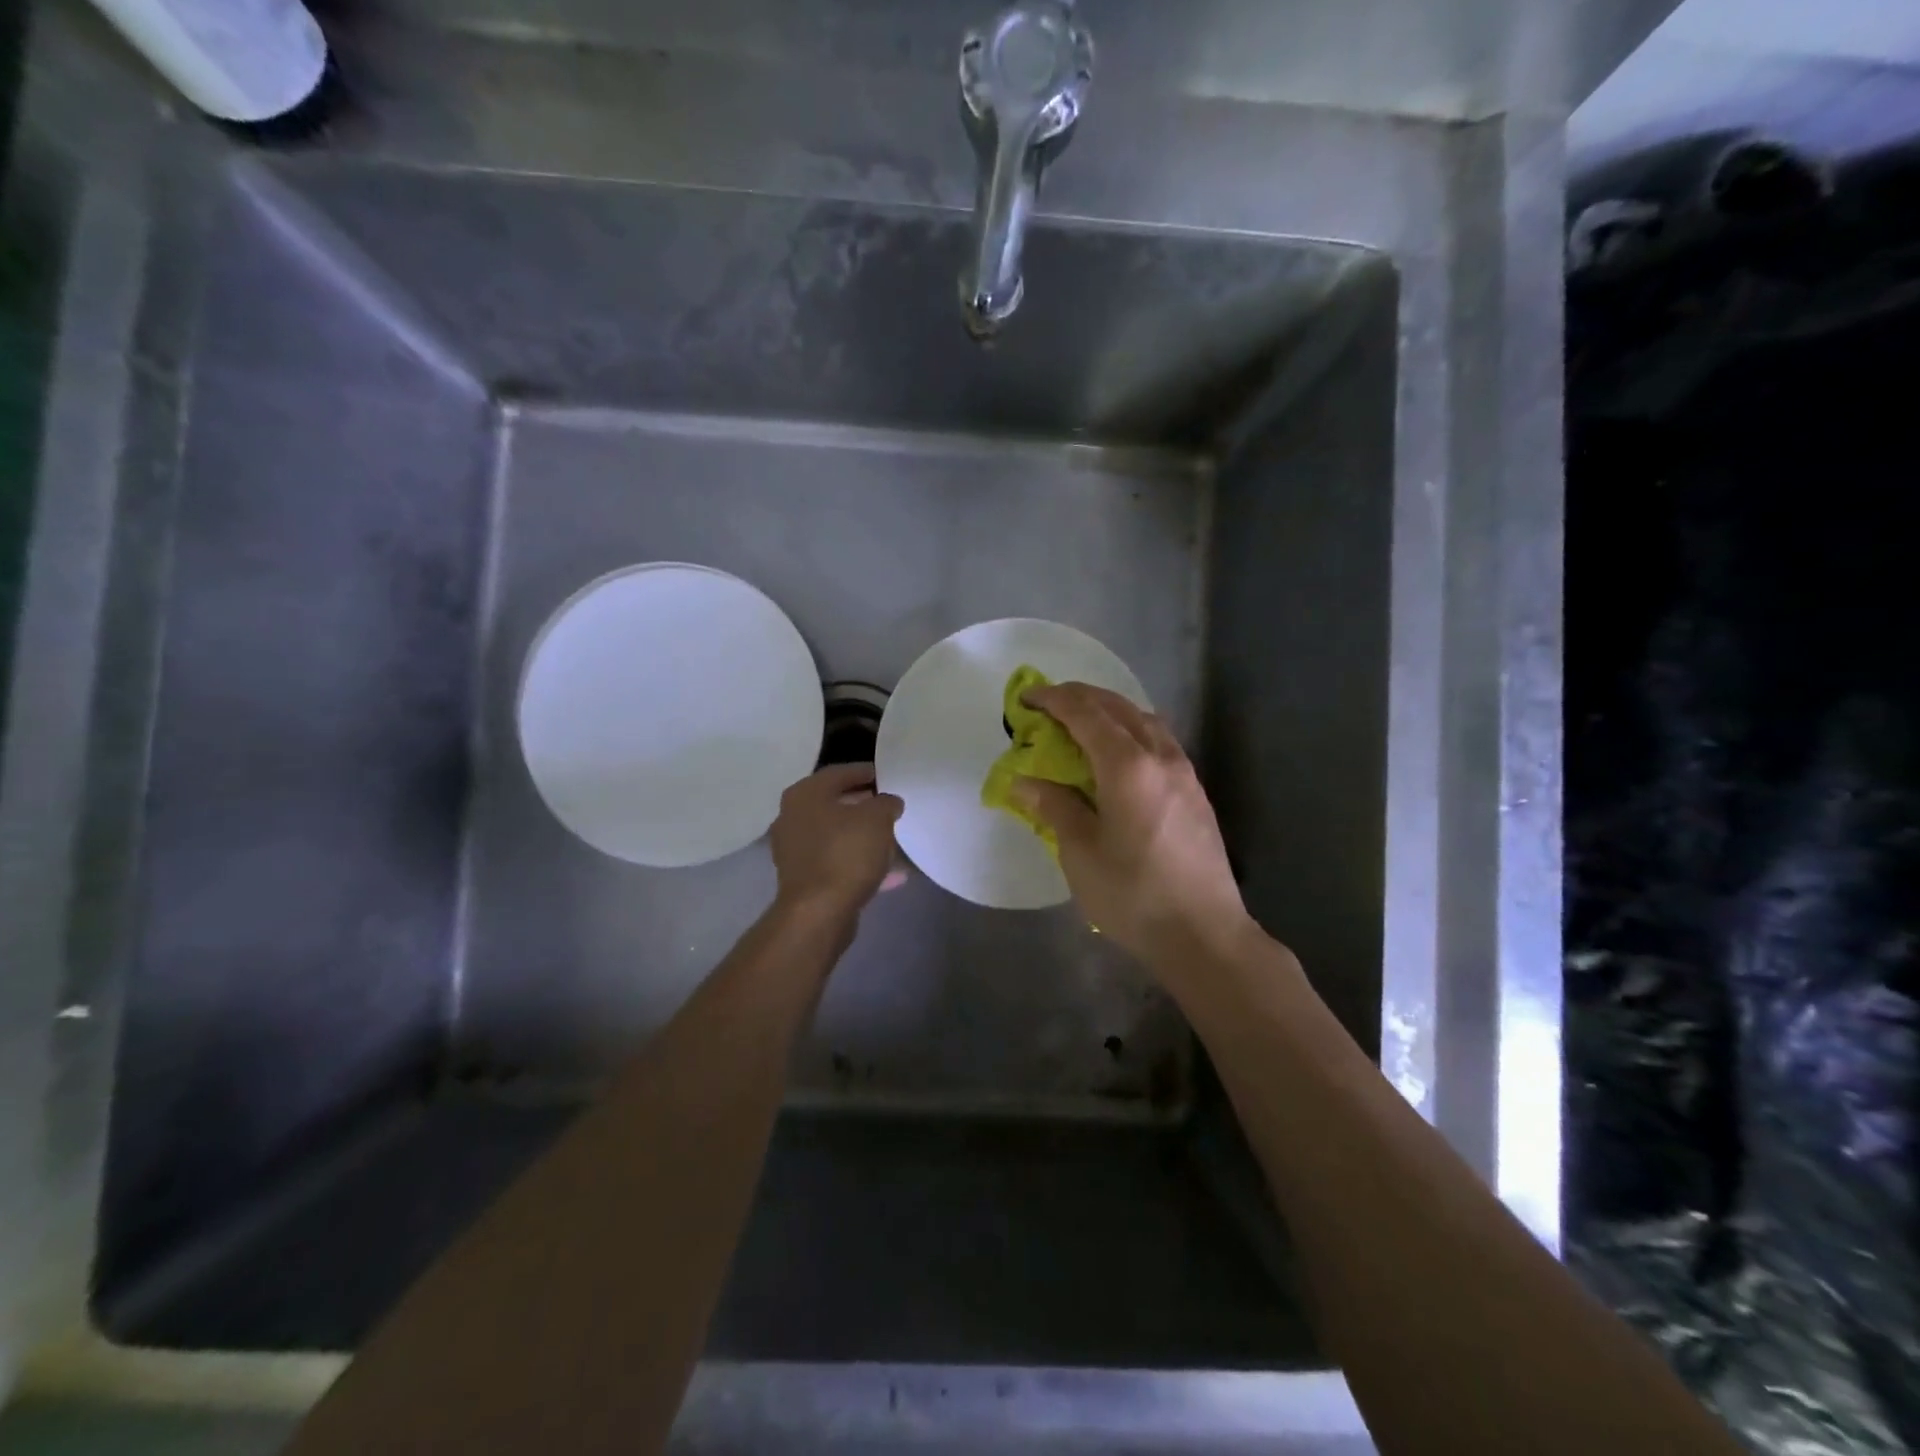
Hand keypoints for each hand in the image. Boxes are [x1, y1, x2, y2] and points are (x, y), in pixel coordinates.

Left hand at [769, 763, 904, 919]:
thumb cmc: (845, 853)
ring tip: (892, 838)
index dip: (865, 772)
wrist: (818, 912)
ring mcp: (795, 851)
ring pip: (836, 835)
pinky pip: (837, 862)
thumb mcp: (877, 819)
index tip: (887, 776)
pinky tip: (890, 873)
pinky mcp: (803, 879)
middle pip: (834, 804)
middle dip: (864, 805)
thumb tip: (888, 802)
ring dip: (862, 836)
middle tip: (889, 805)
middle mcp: (793, 818)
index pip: (838, 773)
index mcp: (805, 795)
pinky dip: (860, 863)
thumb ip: (886, 803)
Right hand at [1012, 684, 1251, 968]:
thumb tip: (1024, 781)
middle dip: (1080, 697)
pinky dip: (1131, 731)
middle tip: (1047, 706)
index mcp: (1127, 766)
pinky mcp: (1195, 791)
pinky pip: (1159, 740)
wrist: (1204, 934)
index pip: (1085, 713)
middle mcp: (1160, 756)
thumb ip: (1055, 806)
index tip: (1026, 698)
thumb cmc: (1133, 895)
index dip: (1053, 699)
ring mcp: (1184, 772)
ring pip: (1144, 720)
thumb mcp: (1081, 852)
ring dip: (1109, 711)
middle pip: (1118, 707)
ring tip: (1081, 725)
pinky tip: (1118, 755)